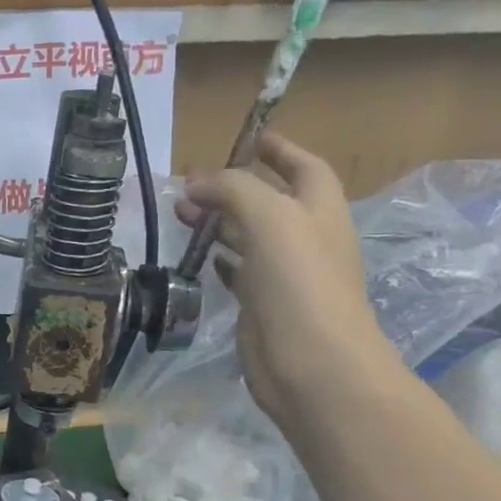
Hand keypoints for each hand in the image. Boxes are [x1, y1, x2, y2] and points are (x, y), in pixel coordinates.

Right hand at [175, 132, 403, 437]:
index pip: (304, 168)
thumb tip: (195, 183)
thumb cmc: (299, 283)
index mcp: (319, 212)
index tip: (251, 137)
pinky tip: (199, 257)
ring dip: (219, 220)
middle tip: (191, 183)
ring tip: (182, 215)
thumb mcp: (270, 219)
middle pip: (269, 200)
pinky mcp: (262, 304)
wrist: (311, 363)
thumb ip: (234, 190)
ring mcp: (284, 274)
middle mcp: (305, 239)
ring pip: (248, 235)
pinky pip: (238, 271)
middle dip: (233, 187)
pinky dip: (219, 258)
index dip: (281, 150)